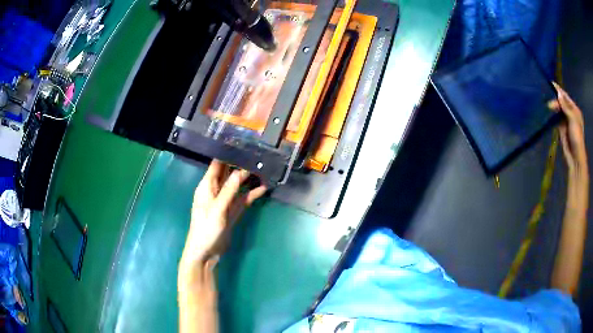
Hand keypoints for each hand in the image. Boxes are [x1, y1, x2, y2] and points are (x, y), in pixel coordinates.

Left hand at [180, 160, 266, 272]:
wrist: (206, 252)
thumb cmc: (206, 229)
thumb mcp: (217, 209)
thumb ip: (229, 190)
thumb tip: (241, 171)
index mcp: (207, 186)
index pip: (217, 164)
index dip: (227, 154)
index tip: (242, 144)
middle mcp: (216, 190)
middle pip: (229, 173)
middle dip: (241, 164)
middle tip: (258, 154)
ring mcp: (225, 201)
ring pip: (238, 185)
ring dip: (249, 178)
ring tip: (264, 168)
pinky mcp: (233, 211)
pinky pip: (244, 199)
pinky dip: (253, 194)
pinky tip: (264, 188)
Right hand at [549, 83, 587, 175]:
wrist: (575, 158)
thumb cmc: (577, 138)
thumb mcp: (573, 120)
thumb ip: (566, 107)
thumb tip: (558, 94)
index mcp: (574, 110)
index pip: (566, 97)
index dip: (559, 90)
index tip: (550, 83)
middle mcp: (570, 113)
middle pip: (561, 102)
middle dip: (555, 99)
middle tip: (547, 100)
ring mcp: (566, 121)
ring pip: (558, 109)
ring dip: (553, 106)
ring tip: (546, 104)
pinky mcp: (561, 128)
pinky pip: (556, 118)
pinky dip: (552, 115)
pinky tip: (547, 112)